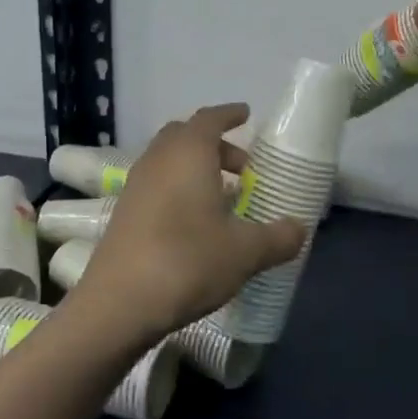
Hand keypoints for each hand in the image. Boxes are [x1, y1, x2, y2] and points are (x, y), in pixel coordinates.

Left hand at [69, 104, 305, 344]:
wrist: (119, 304)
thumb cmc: (188, 261)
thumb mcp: (246, 252)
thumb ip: (278, 237)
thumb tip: (298, 229)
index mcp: (188, 154)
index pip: (209, 119)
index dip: (229, 114)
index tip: (246, 114)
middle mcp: (158, 161)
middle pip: (185, 136)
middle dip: (214, 144)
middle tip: (242, 166)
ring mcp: (135, 187)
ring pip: (168, 162)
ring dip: (195, 169)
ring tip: (224, 197)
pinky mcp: (123, 214)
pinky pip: (157, 186)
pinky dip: (178, 189)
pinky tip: (196, 223)